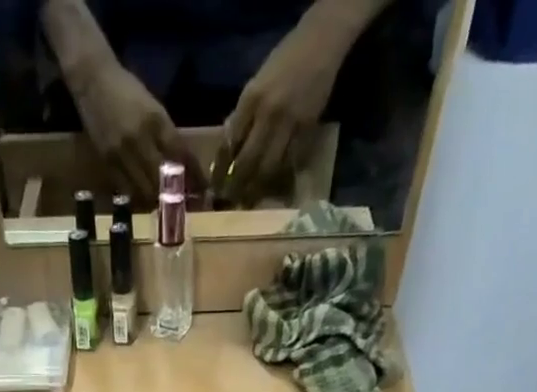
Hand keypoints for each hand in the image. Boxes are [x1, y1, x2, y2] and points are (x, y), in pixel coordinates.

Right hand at [69, 60, 196, 201]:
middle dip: (176, 195)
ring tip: (165, 207)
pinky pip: (126, 189)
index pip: (181, 154)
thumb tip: (181, 163)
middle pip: (163, 179)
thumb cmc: (126, 89)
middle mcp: (140, 139)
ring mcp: (122, 153)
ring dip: (157, 201)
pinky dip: (138, 197)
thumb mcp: (152, 107)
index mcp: (156, 120)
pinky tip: (145, 200)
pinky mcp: (107, 162)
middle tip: (184, 204)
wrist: (92, 79)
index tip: (204, 190)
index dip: (194, 175)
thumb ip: (166, 134)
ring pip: (144, 190)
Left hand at [219, 16, 346, 202]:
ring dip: (257, 189)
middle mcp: (269, 113)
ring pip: (269, 169)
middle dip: (237, 186)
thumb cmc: (284, 62)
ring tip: (249, 201)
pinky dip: (280, 178)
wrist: (320, 44)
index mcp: (251, 98)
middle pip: (248, 162)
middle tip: (231, 202)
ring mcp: (290, 124)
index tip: (215, 188)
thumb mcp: (256, 83)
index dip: (221, 170)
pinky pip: (291, 163)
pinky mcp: (307, 130)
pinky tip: (273, 188)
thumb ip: (242, 115)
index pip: (230, 143)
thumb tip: (229, 149)